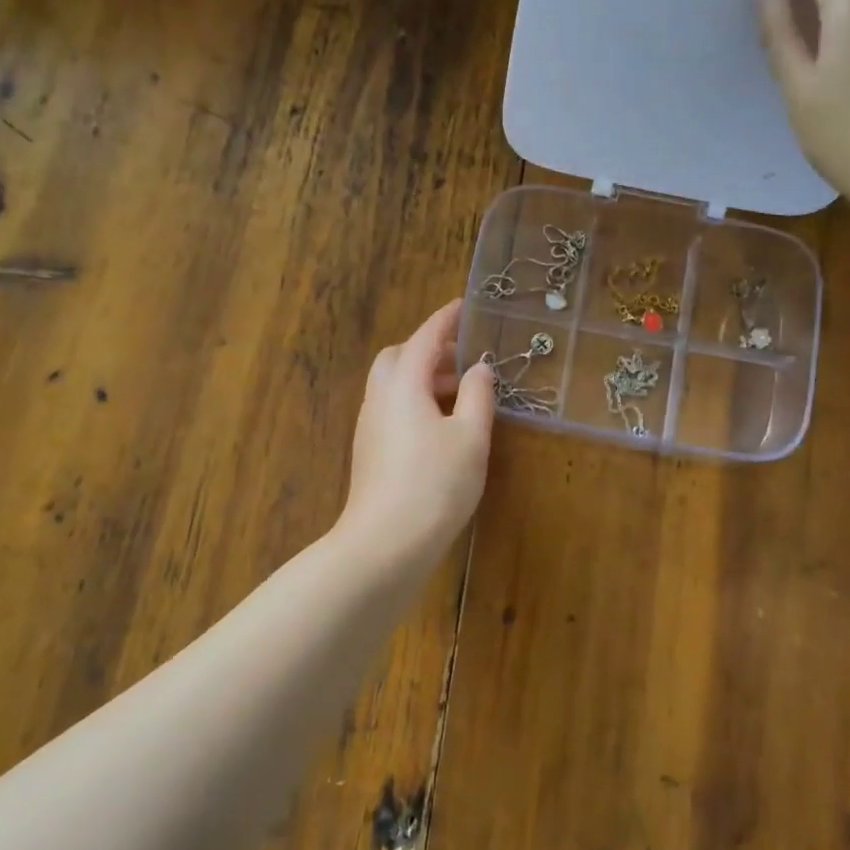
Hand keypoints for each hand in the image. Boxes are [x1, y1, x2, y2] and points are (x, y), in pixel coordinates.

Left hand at [338, 300, 495, 570]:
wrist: (385, 544)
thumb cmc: (435, 484)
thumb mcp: (470, 438)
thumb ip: (477, 396)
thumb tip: (479, 368)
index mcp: (404, 385)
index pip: (426, 338)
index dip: (446, 319)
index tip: (464, 305)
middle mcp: (380, 398)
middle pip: (400, 357)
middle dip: (430, 349)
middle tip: (463, 358)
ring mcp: (370, 426)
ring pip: (393, 385)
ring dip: (424, 378)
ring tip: (460, 392)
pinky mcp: (370, 451)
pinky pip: (392, 408)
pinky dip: (415, 401)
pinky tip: (440, 425)